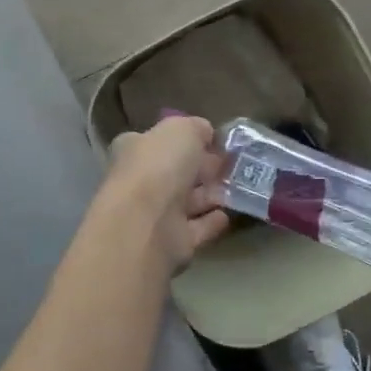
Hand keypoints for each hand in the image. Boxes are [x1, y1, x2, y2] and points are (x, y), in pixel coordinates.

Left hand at [101, 116, 230, 268]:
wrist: (146, 223)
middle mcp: (141, 182)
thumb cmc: (159, 166)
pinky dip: (210, 222)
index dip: (186, 140)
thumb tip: (205, 132)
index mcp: (135, 151)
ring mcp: (155, 215)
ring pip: (187, 202)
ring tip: (236, 188)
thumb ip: (195, 127)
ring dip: (209, 195)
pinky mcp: (172, 243)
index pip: (160, 142)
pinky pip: (196, 229)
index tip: (213, 142)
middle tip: (231, 165)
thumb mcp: (182, 129)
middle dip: (201, 168)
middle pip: (175, 173)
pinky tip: (227, 215)